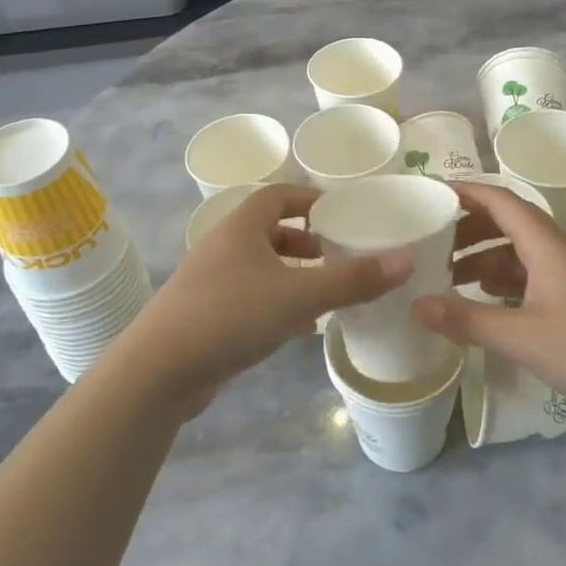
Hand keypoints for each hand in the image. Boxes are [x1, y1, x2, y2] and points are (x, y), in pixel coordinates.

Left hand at [115, 185, 410, 419]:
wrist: (160, 369)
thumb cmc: (231, 314)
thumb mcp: (299, 294)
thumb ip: (352, 279)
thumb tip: (405, 261)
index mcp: (241, 226)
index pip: (277, 195)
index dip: (309, 199)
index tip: (341, 211)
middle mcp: (223, 246)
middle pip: (269, 231)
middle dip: (305, 240)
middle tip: (338, 253)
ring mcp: (211, 281)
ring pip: (260, 266)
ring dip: (292, 273)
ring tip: (327, 290)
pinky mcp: (206, 314)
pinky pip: (250, 296)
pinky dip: (277, 302)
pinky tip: (300, 326)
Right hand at [417, 182, 565, 418]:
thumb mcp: (521, 336)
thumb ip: (467, 319)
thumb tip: (416, 305)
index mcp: (546, 245)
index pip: (502, 201)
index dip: (467, 192)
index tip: (433, 194)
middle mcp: (557, 251)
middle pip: (507, 223)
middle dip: (468, 227)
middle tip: (431, 241)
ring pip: (518, 252)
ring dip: (483, 256)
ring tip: (448, 273)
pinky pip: (529, 275)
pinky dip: (501, 279)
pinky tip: (484, 298)